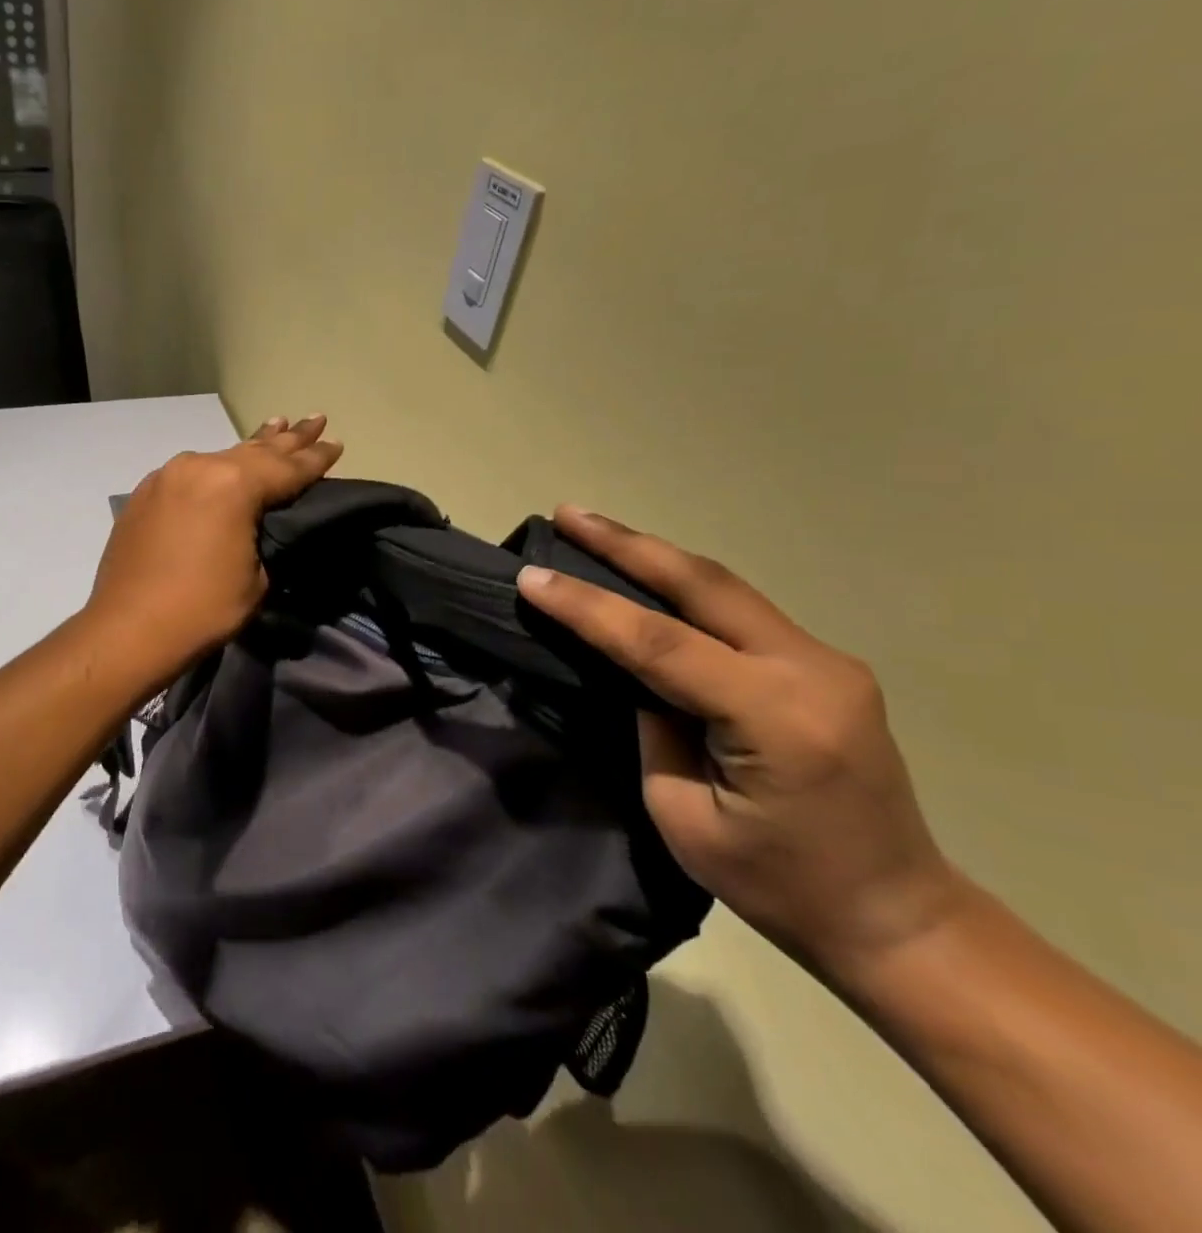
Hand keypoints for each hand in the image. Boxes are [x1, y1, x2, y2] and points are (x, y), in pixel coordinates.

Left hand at [85, 416, 343, 681]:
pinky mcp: (145, 494)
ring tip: (276, 425)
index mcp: (233, 485)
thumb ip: (262, 536)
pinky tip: (223, 465)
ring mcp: (167, 477)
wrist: (128, 629)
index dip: (315, 457)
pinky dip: (215, 468)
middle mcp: (199, 467)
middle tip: (315, 419)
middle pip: (254, 450)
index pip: (287, 467)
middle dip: (288, 438)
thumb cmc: (203, 608)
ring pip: (220, 457)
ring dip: (250, 446)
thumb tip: (256, 524)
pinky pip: (191, 473)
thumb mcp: (256, 578)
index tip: (336, 442)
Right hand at [516, 507, 964, 982]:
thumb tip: (635, 673)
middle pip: (702, 585)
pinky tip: (646, 576)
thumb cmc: (780, 886)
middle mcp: (811, 671)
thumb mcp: (684, 817)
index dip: (588, 606)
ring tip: (593, 530)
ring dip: (653, 555)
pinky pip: (739, 611)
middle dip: (626, 544)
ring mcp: (827, 662)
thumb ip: (654, 729)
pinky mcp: (824, 666)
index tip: (531, 577)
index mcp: (776, 718)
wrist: (898, 917)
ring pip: (723, 587)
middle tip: (566, 513)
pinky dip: (683, 586)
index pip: (659, 643)